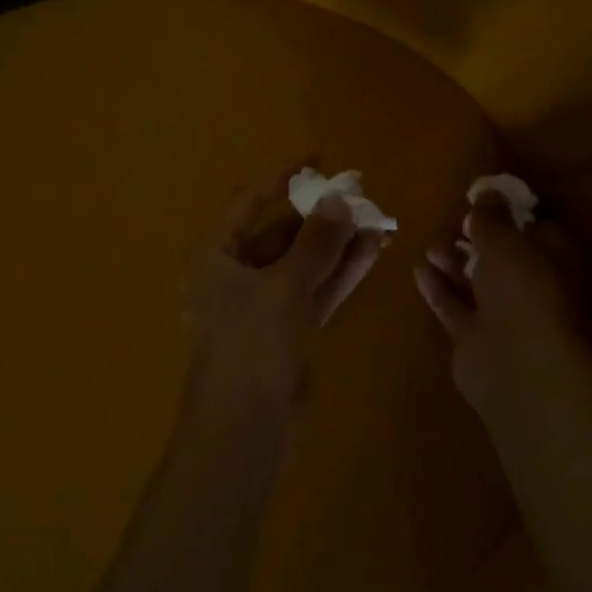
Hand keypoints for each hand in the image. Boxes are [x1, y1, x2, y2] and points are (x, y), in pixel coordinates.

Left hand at [182, 168, 383, 417]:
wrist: (245, 429)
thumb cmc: (250, 347)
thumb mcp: (282, 287)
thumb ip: (315, 243)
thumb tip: (342, 200)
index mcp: (213, 258)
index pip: (248, 204)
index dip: (282, 180)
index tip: (319, 162)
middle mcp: (233, 277)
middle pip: (279, 235)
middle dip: (320, 217)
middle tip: (362, 197)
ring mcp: (261, 307)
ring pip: (303, 265)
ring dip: (336, 245)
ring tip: (378, 221)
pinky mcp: (286, 332)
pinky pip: (313, 292)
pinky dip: (339, 275)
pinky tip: (371, 253)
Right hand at [413, 195, 591, 419]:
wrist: (516, 366)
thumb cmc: (523, 292)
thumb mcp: (505, 242)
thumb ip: (491, 217)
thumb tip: (488, 190)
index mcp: (559, 263)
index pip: (538, 231)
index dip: (511, 216)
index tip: (483, 203)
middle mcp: (536, 289)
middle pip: (504, 259)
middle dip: (477, 241)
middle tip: (454, 225)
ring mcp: (506, 317)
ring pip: (477, 283)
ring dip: (454, 263)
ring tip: (430, 246)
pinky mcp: (477, 338)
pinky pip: (455, 307)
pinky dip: (439, 289)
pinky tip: (419, 270)